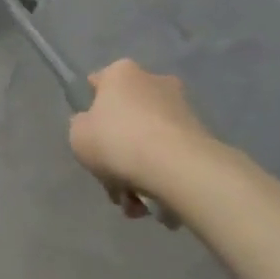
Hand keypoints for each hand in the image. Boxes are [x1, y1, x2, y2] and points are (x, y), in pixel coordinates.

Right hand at [69, 59, 225, 216]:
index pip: (99, 83)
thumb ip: (82, 127)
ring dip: (138, 172)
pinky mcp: (201, 136)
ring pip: (148, 141)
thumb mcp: (78, 135)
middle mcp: (154, 81)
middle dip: (118, 151)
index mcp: (121, 73)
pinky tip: (153, 205)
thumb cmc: (117, 141)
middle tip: (112, 183)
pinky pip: (170, 157)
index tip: (91, 136)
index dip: (91, 109)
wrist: (176, 167)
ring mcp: (181, 109)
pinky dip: (161, 178)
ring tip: (134, 205)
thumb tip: (96, 128)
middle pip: (126, 117)